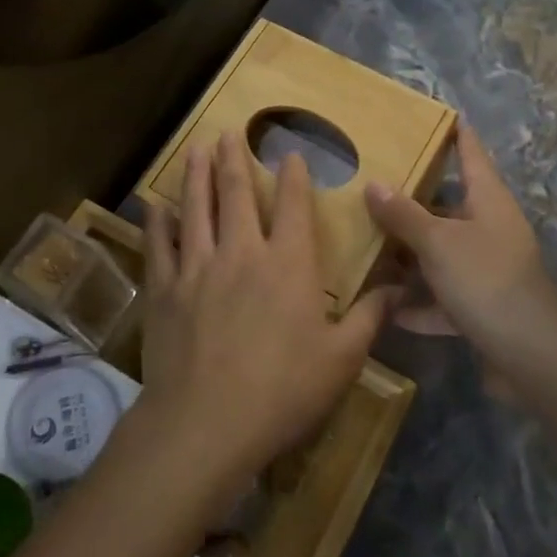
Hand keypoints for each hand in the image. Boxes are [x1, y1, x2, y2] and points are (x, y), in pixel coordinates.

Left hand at [138, 132, 385, 493]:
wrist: (206, 424)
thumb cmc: (283, 390)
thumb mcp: (342, 358)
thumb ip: (370, 317)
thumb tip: (401, 287)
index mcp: (288, 263)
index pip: (292, 205)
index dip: (293, 176)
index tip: (290, 153)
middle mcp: (242, 252)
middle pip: (236, 194)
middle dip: (234, 159)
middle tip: (228, 131)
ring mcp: (197, 268)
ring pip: (196, 209)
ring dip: (197, 176)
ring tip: (196, 149)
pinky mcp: (164, 290)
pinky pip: (159, 246)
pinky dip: (157, 224)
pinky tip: (155, 207)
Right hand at [365, 121, 556, 370]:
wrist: (532, 358)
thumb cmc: (487, 282)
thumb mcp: (439, 244)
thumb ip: (404, 215)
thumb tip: (374, 184)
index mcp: (488, 201)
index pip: (471, 153)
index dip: (455, 133)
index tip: (435, 114)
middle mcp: (490, 229)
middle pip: (449, 205)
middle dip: (413, 199)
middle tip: (372, 185)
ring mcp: (487, 270)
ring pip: (442, 252)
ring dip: (411, 255)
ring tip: (367, 244)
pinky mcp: (482, 308)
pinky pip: (443, 297)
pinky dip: (419, 303)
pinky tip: (386, 307)